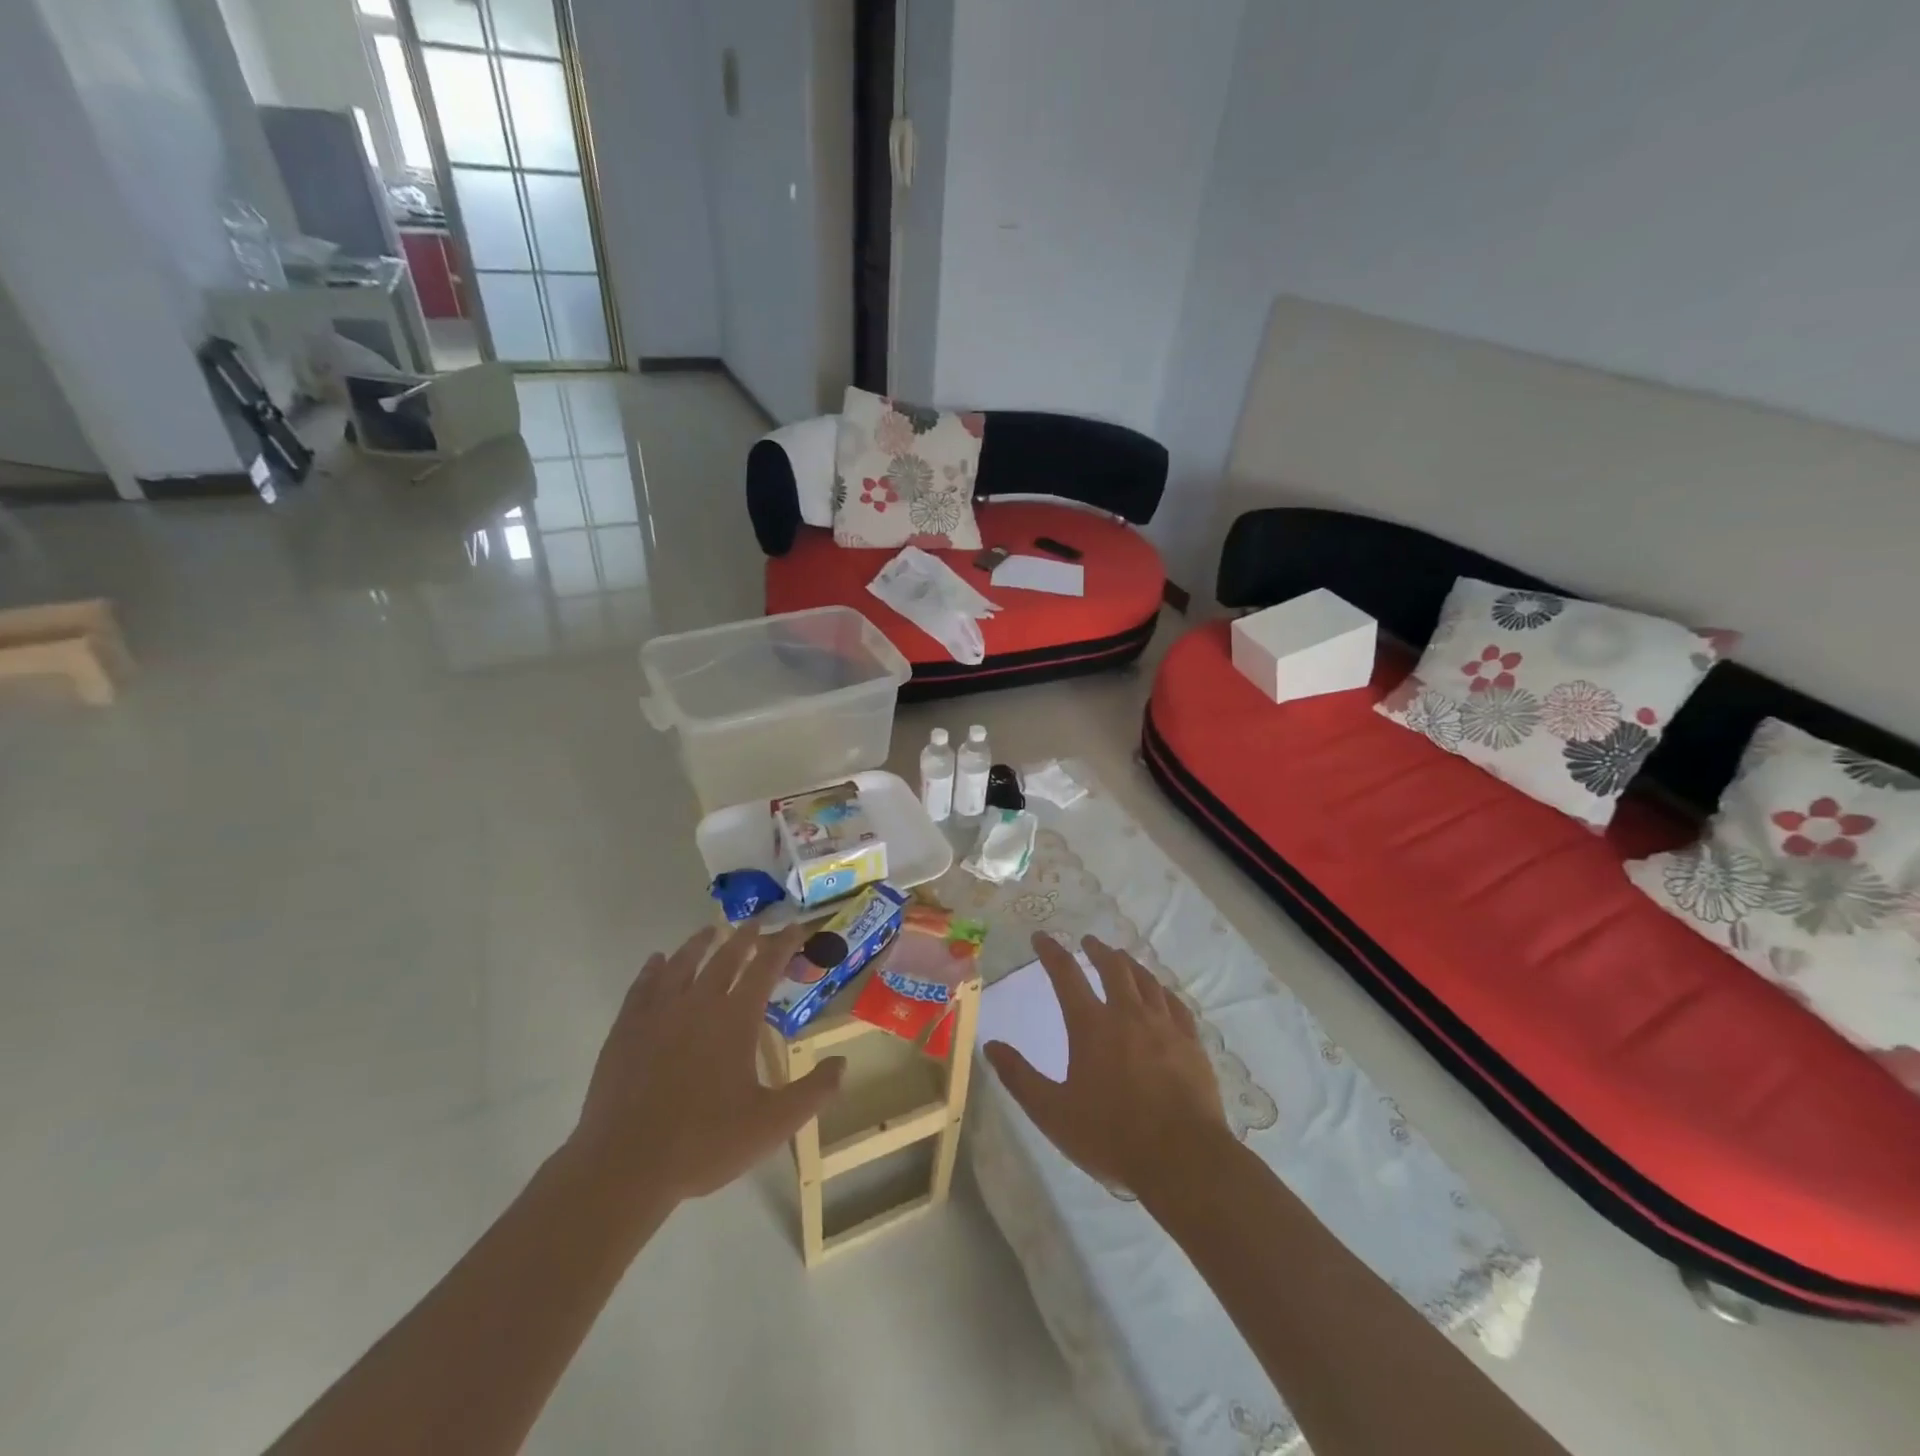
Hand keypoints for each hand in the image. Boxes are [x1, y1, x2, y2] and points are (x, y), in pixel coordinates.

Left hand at [570, 923, 845, 1204]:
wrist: (624, 1166)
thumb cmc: (705, 1143)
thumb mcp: (772, 1124)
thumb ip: (813, 1091)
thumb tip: (842, 1062)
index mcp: (735, 1018)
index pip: (765, 966)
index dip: (783, 944)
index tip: (796, 927)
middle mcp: (698, 1003)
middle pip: (726, 957)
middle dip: (746, 936)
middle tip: (758, 922)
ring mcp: (658, 1013)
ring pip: (682, 963)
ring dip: (700, 943)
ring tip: (711, 930)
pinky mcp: (626, 1029)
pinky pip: (642, 986)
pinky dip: (653, 968)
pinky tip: (657, 961)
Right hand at [984, 933, 1230, 1198]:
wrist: (1183, 1158)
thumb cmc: (1111, 1136)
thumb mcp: (1053, 1112)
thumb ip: (1020, 1077)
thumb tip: (991, 1045)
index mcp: (1091, 1026)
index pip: (1066, 975)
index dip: (1051, 952)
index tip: (1041, 936)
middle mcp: (1128, 1014)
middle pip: (1113, 968)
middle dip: (1097, 950)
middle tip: (1089, 941)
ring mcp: (1164, 1026)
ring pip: (1146, 980)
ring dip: (1129, 964)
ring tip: (1122, 958)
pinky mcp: (1191, 1043)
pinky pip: (1175, 1003)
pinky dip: (1162, 989)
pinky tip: (1161, 992)